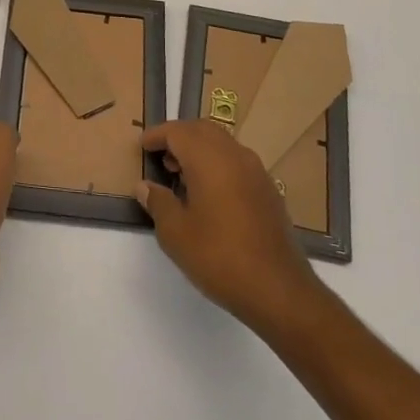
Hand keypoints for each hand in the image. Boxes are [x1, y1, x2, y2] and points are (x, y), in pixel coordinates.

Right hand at [137, 121, 319, 332]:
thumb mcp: (175, 234)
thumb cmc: (219, 257)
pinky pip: (236, 161)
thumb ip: (157, 202)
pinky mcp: (268, 189)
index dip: (156, 135)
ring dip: (199, 149)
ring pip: (221, 143)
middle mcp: (234, 155)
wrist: (278, 289)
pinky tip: (210, 193)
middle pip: (201, 129)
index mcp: (208, 159)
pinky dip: (217, 163)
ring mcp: (255, 171)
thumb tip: (145, 186)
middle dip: (178, 136)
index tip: (142, 145)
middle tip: (160, 156)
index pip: (177, 132)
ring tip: (181, 175)